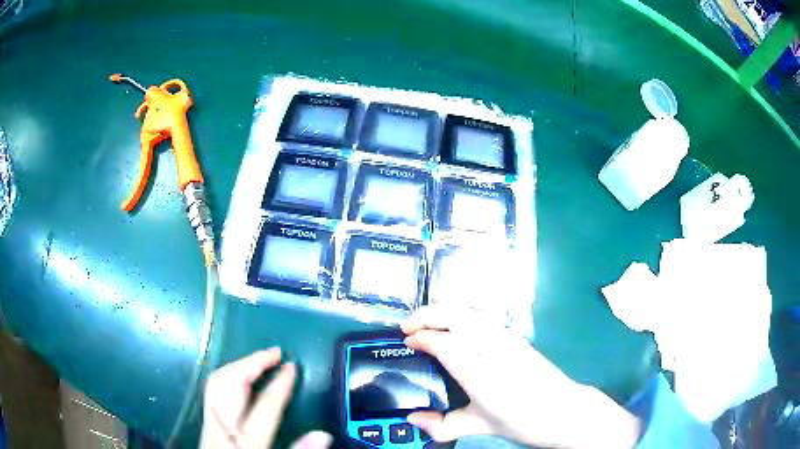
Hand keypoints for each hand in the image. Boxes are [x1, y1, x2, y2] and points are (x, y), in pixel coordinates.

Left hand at [200, 348, 332, 448]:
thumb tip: (323, 435)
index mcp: (248, 440)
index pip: (264, 405)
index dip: (280, 383)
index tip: (292, 366)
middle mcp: (225, 427)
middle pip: (233, 384)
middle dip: (254, 363)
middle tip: (275, 353)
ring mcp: (211, 422)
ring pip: (218, 382)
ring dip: (238, 365)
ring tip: (258, 359)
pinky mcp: (206, 421)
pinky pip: (211, 388)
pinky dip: (226, 374)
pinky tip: (237, 375)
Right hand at [402, 305, 641, 447]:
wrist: (563, 411)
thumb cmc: (522, 421)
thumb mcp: (479, 428)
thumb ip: (442, 424)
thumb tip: (412, 418)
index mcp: (483, 377)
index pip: (446, 343)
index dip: (422, 337)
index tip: (406, 341)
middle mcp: (495, 350)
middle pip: (457, 317)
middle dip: (427, 314)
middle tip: (407, 325)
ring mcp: (509, 339)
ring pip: (470, 312)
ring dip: (444, 310)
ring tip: (426, 321)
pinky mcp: (516, 337)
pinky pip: (481, 317)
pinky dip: (461, 314)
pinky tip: (454, 325)